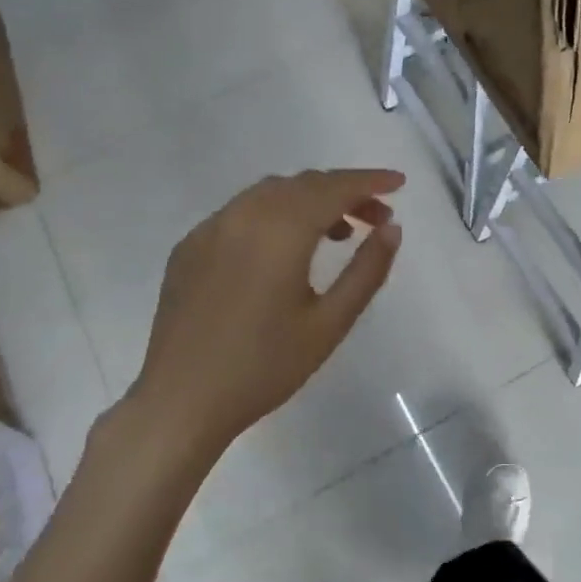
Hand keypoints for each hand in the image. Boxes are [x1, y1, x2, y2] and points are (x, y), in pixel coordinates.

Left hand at [133, 168, 405, 447]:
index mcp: (279, 231)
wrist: (182, 400)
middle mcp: (242, 215)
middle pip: (302, 184)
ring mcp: (209, 229)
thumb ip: (366, 271)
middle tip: (376, 219)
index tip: (399, 183)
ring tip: (337, 234)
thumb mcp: (329, 324)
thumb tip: (392, 229)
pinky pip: (240, 213)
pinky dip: (274, 215)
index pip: (333, 188)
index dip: (370, 181)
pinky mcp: (189, 247)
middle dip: (344, 191)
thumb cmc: (265, 367)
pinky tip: (284, 250)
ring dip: (309, 200)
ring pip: (269, 193)